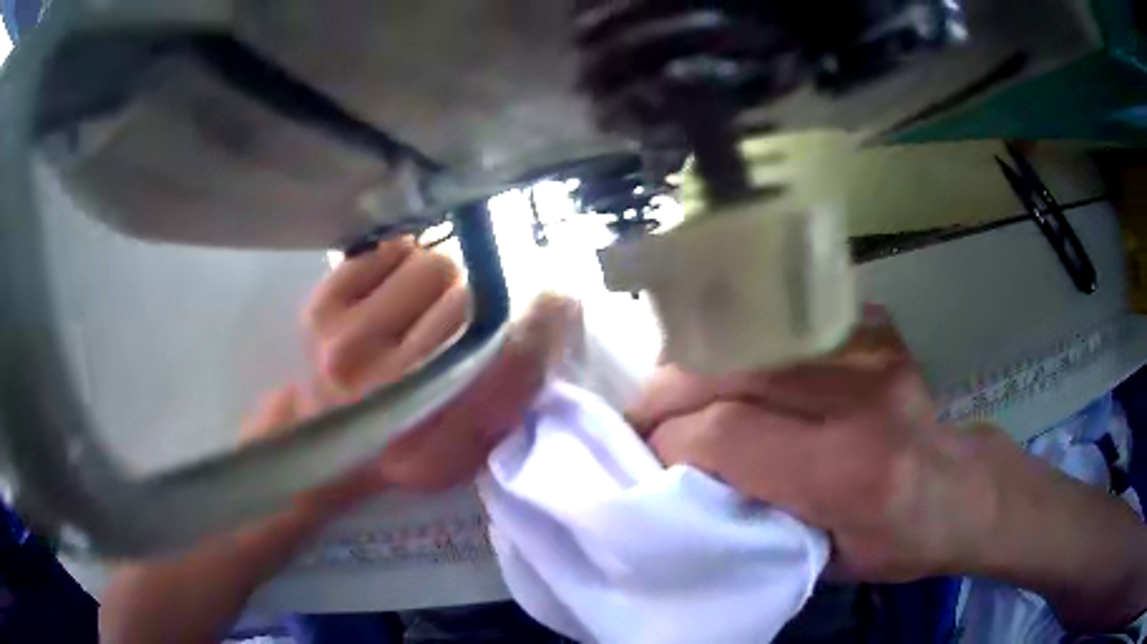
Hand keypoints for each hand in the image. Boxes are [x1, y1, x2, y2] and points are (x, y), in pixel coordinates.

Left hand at [302, 238, 579, 491]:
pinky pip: (393, 249)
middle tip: (464, 321)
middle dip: (482, 304)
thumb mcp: (473, 445)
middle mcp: (387, 398)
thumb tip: (559, 306)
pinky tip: (389, 298)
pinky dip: (402, 263)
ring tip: (421, 312)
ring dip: (440, 283)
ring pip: (436, 266)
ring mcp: (345, 348)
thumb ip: (518, 391)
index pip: (512, 363)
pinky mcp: (319, 309)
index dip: (546, 321)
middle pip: (473, 302)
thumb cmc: (407, 438)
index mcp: (434, 451)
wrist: (326, 433)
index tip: (557, 301)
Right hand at [627, 307, 982, 581]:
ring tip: (679, 390)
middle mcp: (862, 396)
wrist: (960, 487)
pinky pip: (786, 321)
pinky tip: (734, 367)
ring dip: (701, 362)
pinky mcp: (874, 327)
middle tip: (645, 416)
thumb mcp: (823, 557)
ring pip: (753, 335)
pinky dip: (746, 342)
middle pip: (735, 369)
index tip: (650, 456)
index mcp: (852, 470)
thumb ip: (757, 515)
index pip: (731, 432)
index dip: (673, 440)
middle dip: (670, 392)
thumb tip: (691, 475)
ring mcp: (872, 348)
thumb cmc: (897, 540)